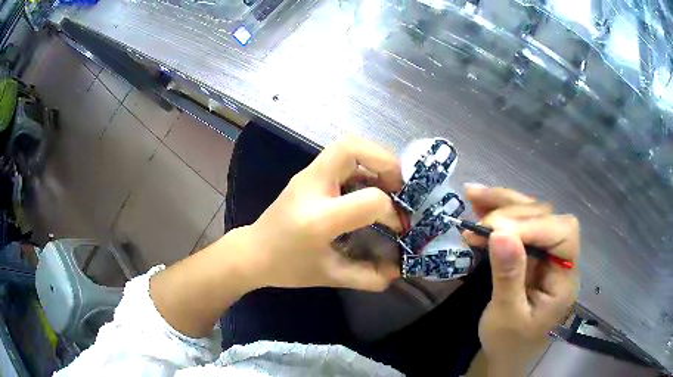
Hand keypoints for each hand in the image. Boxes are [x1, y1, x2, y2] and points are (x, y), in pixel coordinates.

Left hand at [243, 136, 403, 290]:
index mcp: (318, 218)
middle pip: (351, 147)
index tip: (398, 227)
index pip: (369, 200)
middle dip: (385, 160)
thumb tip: (398, 269)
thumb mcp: (331, 277)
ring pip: (346, 145)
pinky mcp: (307, 174)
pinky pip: (340, 156)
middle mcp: (311, 187)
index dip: (392, 212)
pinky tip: (370, 185)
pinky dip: (363, 163)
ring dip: (375, 158)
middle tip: (399, 185)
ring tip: (390, 182)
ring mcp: (306, 175)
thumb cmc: (288, 267)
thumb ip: (368, 276)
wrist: (253, 252)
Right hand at [465, 185, 579, 374]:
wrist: (505, 355)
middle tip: (478, 226)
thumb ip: (508, 276)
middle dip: (513, 214)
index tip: (496, 231)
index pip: (563, 234)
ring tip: (473, 196)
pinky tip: (479, 205)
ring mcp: (546, 253)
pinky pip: (518, 224)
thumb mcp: (506, 316)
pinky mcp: (531, 252)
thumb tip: (500, 233)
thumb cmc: (509, 343)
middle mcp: (560, 259)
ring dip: (503, 204)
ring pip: (532, 213)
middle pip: (547, 217)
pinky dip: (499, 212)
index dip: (534, 225)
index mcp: (564, 279)